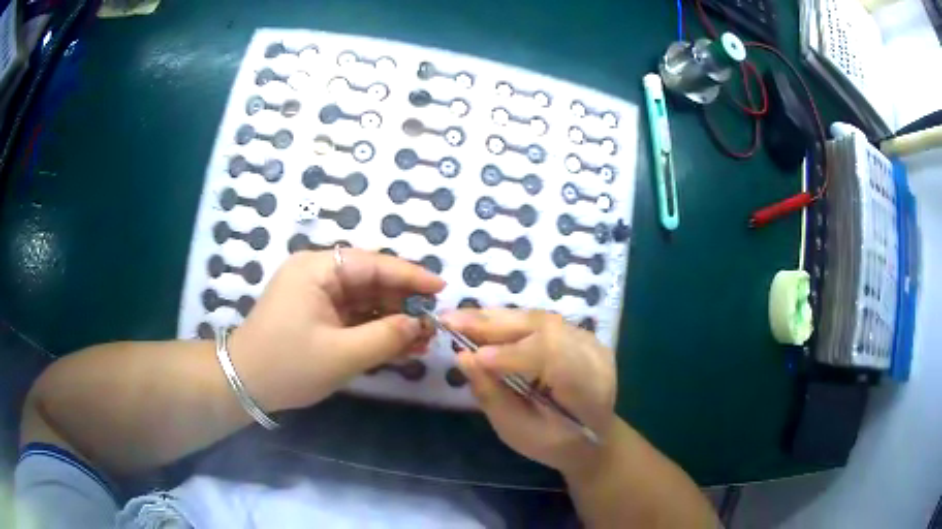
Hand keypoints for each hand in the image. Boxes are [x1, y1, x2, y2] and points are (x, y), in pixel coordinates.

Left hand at [229, 248, 444, 411]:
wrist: (244, 385)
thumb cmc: (288, 365)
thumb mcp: (342, 354)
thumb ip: (386, 336)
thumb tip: (420, 324)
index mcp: (317, 270)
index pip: (373, 263)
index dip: (410, 275)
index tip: (441, 287)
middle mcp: (316, 274)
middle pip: (370, 280)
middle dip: (402, 301)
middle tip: (433, 321)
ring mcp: (315, 296)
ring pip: (364, 300)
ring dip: (392, 319)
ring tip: (422, 339)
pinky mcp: (316, 315)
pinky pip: (352, 317)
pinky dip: (375, 330)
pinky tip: (400, 345)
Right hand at [441, 309, 617, 476]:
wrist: (592, 437)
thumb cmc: (554, 443)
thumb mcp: (519, 431)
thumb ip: (493, 395)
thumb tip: (463, 357)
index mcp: (588, 388)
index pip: (554, 357)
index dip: (512, 354)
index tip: (471, 355)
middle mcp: (594, 355)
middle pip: (545, 328)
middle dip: (494, 324)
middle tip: (450, 320)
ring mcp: (588, 339)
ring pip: (539, 318)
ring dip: (495, 317)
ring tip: (458, 317)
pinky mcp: (576, 333)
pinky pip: (539, 320)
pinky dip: (507, 320)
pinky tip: (481, 320)